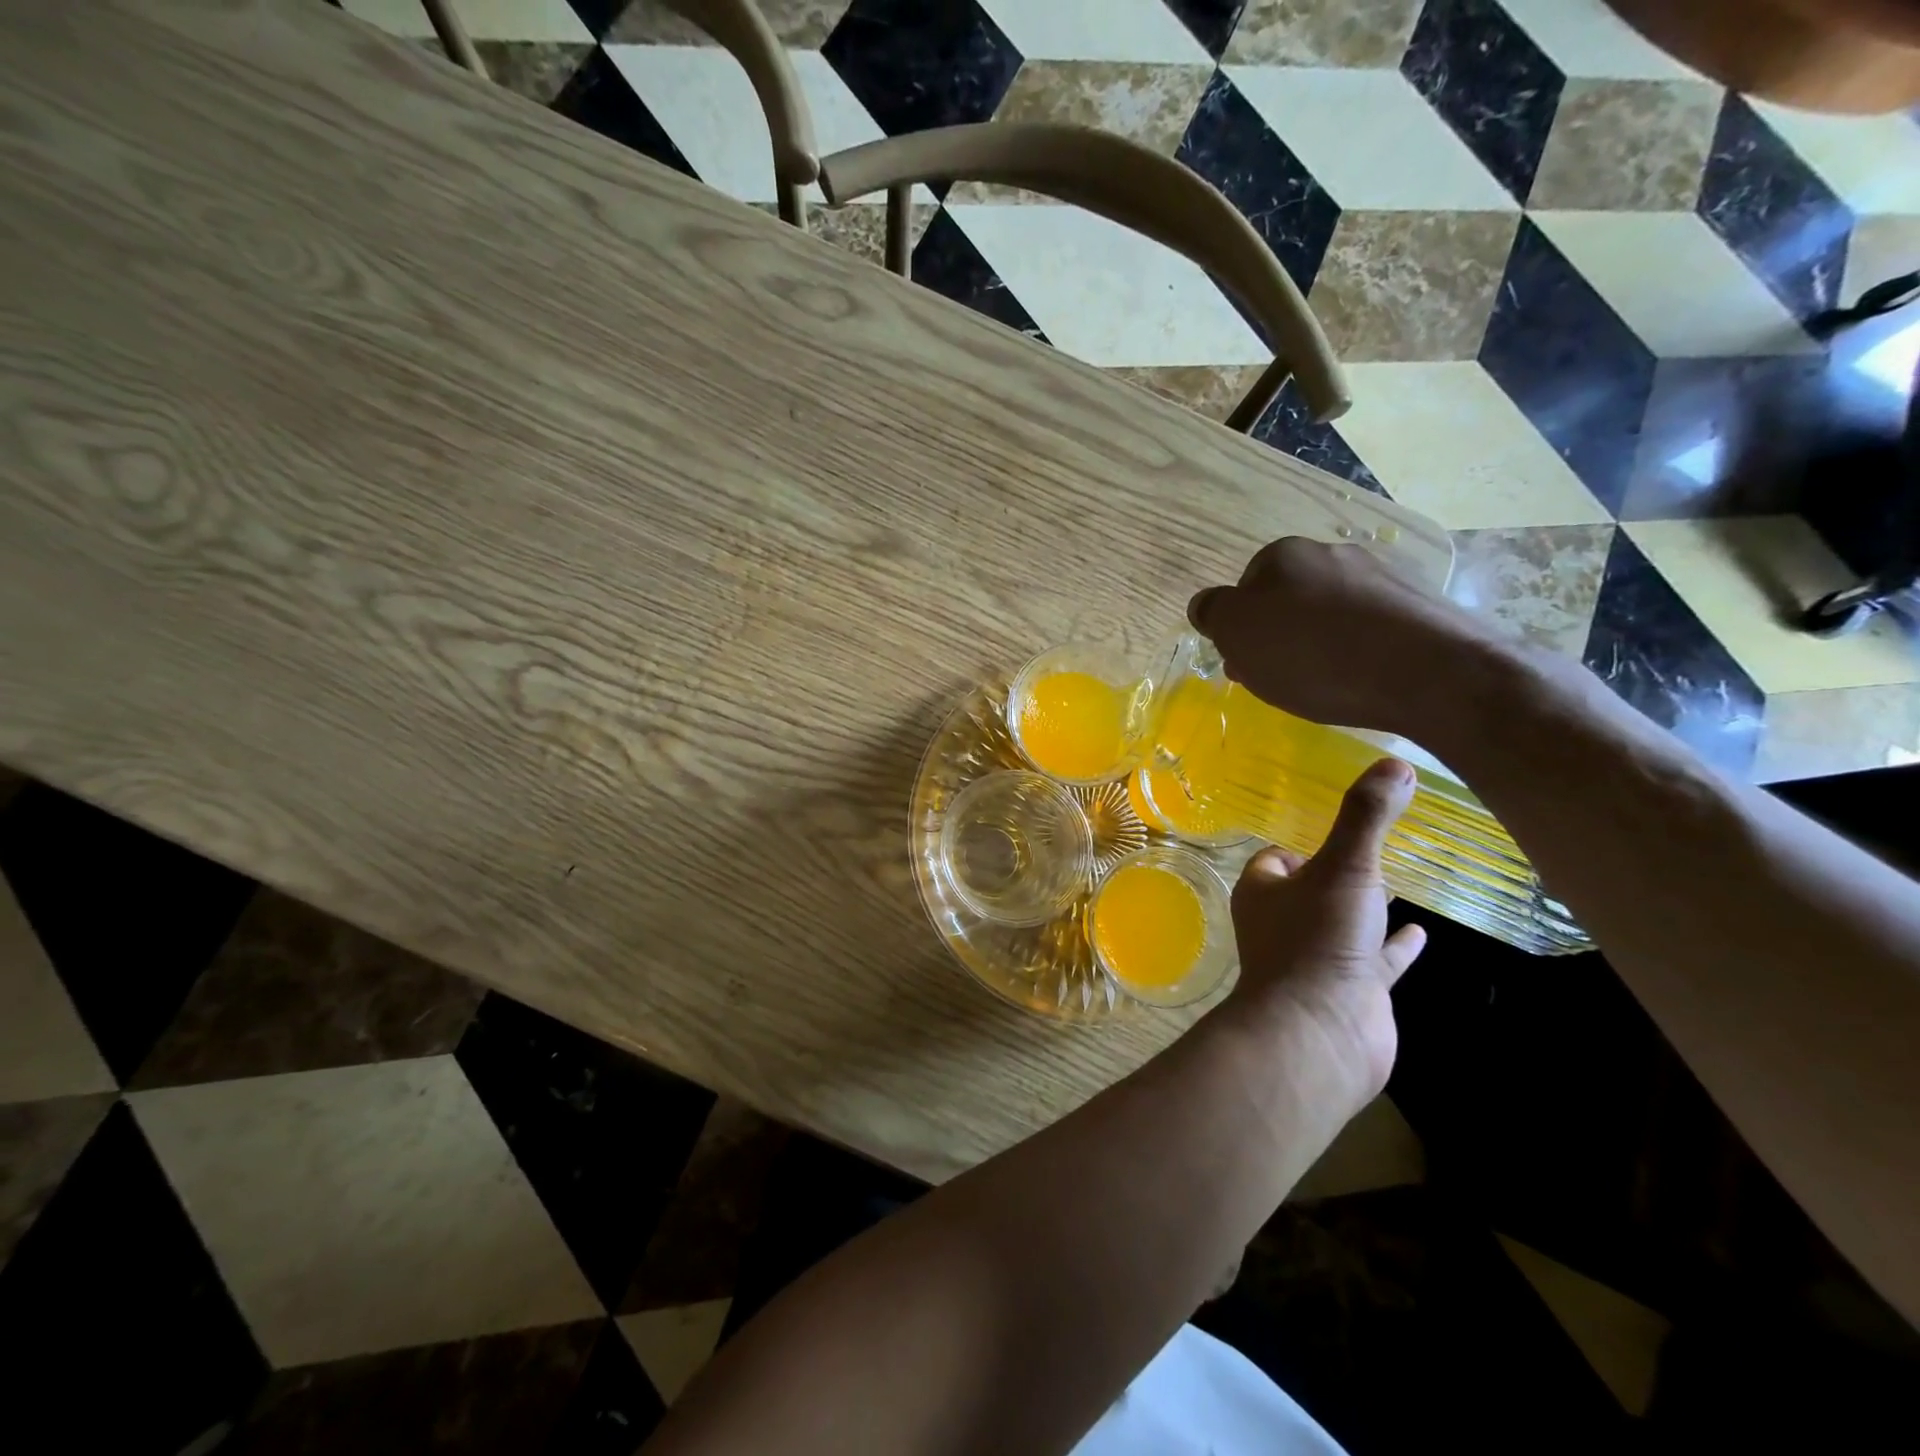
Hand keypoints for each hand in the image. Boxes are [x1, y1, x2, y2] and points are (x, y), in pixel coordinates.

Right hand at [1188, 537, 1506, 738]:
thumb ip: (1213, 613)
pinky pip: (1372, 627)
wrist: (1429, 672)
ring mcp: (1383, 574)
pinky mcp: (1422, 603)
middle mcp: (1333, 552)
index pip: (1244, 589)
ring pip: (1331, 612)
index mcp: (1284, 555)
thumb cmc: (1313, 654)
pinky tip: (1365, 678)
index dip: (1241, 629)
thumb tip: (1207, 604)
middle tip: (1282, 678)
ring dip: (1320, 641)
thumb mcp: (1237, 634)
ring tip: (1327, 684)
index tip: (1247, 664)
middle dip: (1280, 635)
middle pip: (1289, 598)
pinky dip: (1361, 649)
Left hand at [1229, 757, 1426, 1097]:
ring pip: (1342, 924)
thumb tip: (1395, 762)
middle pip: (1308, 889)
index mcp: (1265, 891)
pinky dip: (1394, 946)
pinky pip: (1374, 960)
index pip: (1275, 858)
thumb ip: (1366, 816)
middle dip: (1335, 872)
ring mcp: (1316, 959)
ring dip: (1365, 907)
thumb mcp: (1346, 866)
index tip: (1335, 831)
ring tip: (1398, 883)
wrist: (1321, 1034)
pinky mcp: (1349, 991)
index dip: (1300, 845)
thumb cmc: (1320, 940)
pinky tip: (1420, 933)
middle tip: (1371, 852)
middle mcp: (1283, 923)